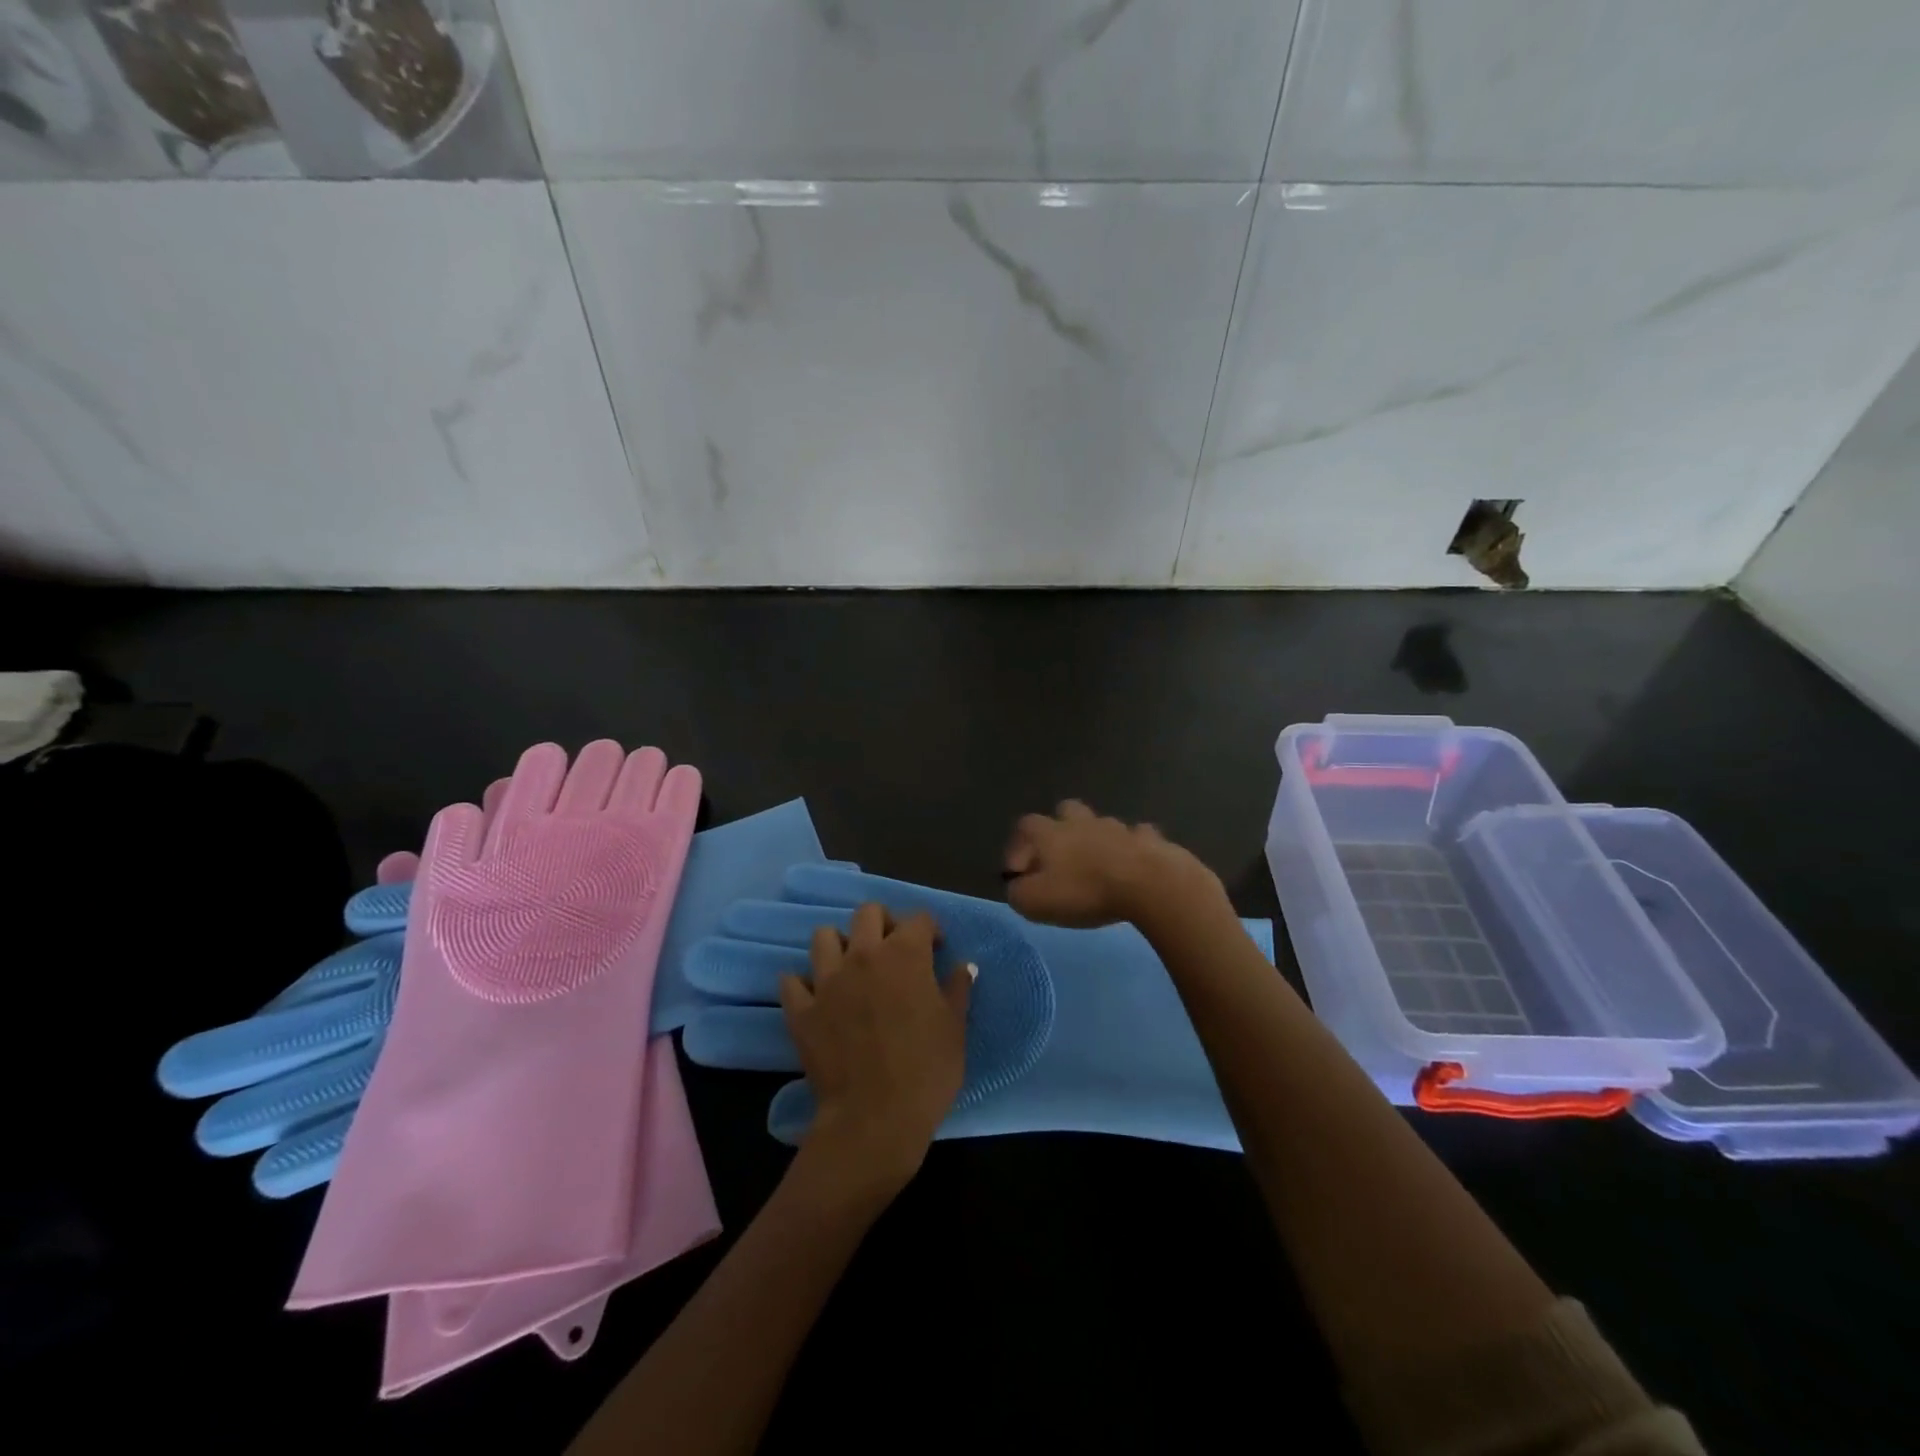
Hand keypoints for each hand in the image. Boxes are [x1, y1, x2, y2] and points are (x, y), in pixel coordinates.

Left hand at [778, 904, 972, 1200]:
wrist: (875, 1119)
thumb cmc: (926, 1071)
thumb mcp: (955, 1028)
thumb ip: (957, 989)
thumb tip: (963, 966)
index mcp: (905, 954)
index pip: (918, 919)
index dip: (930, 930)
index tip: (936, 949)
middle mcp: (863, 955)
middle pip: (868, 913)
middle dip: (884, 923)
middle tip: (893, 949)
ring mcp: (827, 980)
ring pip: (824, 937)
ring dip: (840, 945)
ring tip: (852, 967)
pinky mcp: (801, 1009)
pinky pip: (792, 981)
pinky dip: (803, 983)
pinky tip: (817, 996)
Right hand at [1003, 800, 1223, 928]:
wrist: (1147, 883)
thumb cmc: (1085, 891)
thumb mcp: (1035, 902)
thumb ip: (1018, 893)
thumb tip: (1018, 887)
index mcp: (1050, 833)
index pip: (1024, 827)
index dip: (1018, 847)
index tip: (1020, 874)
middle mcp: (1081, 822)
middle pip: (1065, 811)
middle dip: (1060, 828)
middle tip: (1061, 858)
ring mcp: (1117, 827)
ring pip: (1101, 823)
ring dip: (1096, 839)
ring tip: (1098, 867)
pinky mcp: (1148, 839)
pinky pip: (1137, 837)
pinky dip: (1131, 848)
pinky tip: (1133, 866)